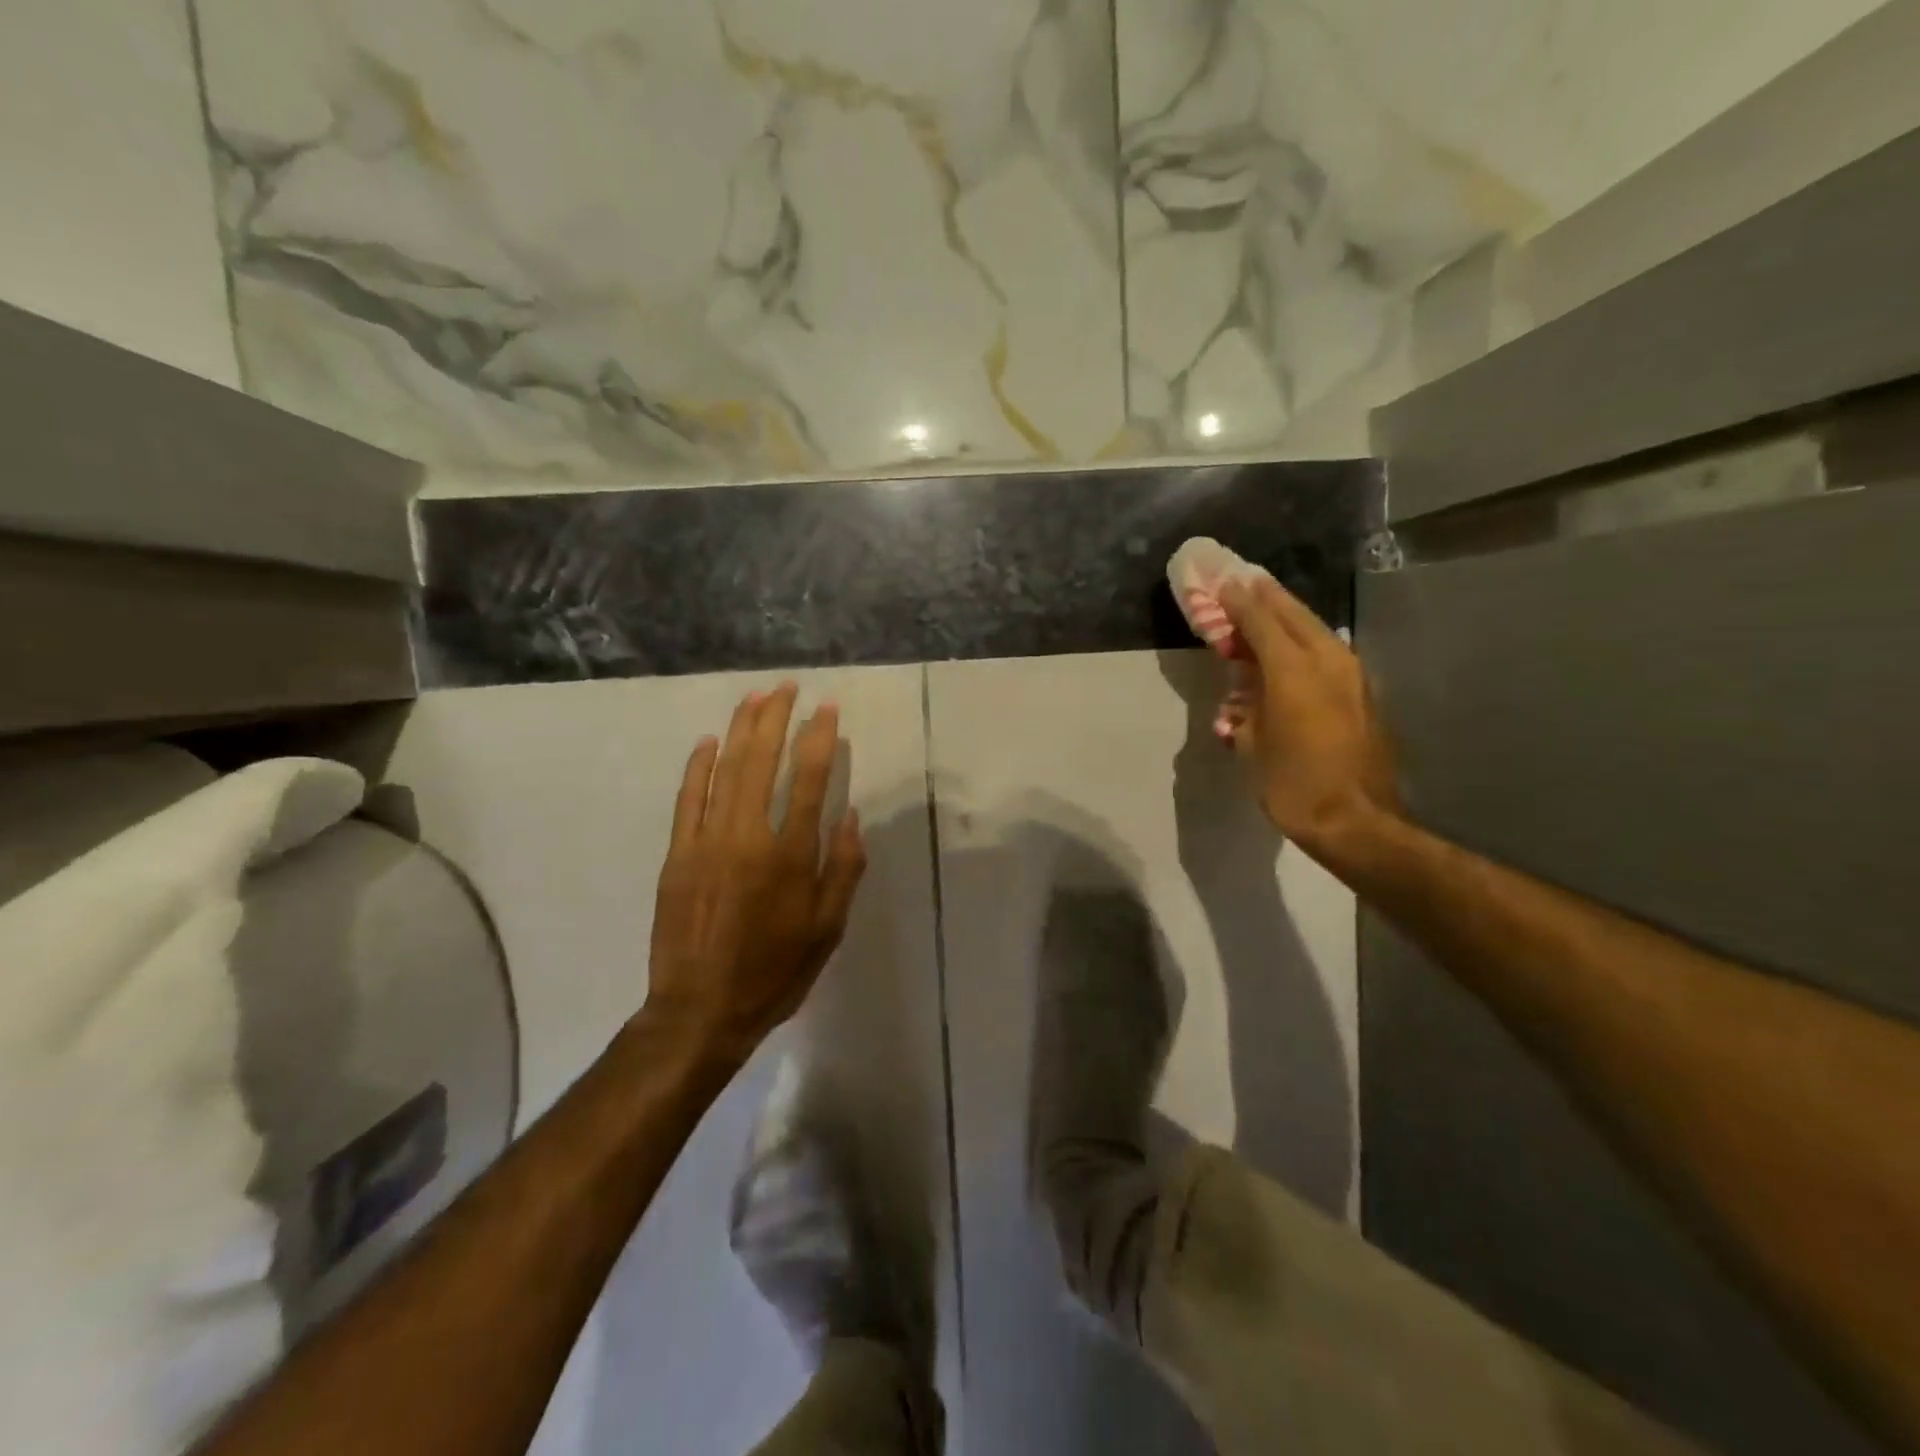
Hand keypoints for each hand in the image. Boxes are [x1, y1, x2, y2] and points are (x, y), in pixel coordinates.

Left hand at [644, 683, 866, 1060]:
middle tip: (786, 687)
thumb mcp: (827, 929)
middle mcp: (748, 837)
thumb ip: (842, 869)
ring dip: (740, 730)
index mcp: (791, 856)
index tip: (826, 709)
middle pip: (762, 762)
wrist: (700, 1011)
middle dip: (776, 719)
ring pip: (725, 771)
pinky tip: (707, 741)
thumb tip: (849, 816)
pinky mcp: (677, 855)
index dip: (819, 739)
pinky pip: (687, 799)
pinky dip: (697, 767)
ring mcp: (706, 842)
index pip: (810, 780)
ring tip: (753, 697)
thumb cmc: (775, 972)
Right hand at [1218, 576, 1399, 859]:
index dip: (1237, 601)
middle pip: (1292, 614)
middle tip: (1243, 579)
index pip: (1259, 621)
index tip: (1220, 583)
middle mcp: (1327, 661)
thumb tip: (1246, 688)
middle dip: (1265, 595)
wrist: (1355, 820)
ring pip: (1314, 630)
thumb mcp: (1253, 743)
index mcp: (1292, 670)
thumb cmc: (1292, 784)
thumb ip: (1247, 704)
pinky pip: (1326, 653)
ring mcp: (1350, 675)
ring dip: (1287, 615)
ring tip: (1264, 605)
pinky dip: (1303, 642)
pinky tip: (1290, 647)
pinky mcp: (1361, 693)